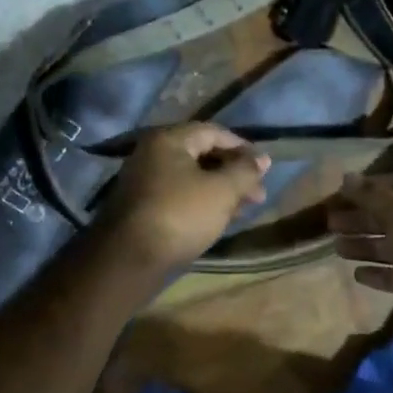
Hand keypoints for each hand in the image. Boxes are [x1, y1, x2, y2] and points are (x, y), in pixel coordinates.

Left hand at [98, 123, 270, 272]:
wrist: (130, 260)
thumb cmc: (180, 215)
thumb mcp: (222, 191)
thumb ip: (245, 171)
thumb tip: (263, 158)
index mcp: (168, 140)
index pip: (213, 132)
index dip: (242, 147)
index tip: (263, 168)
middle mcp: (152, 154)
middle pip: (202, 154)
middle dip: (234, 172)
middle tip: (258, 194)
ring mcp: (145, 181)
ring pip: (192, 178)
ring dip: (221, 189)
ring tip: (245, 208)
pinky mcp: (144, 207)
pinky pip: (180, 195)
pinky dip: (203, 202)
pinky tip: (220, 218)